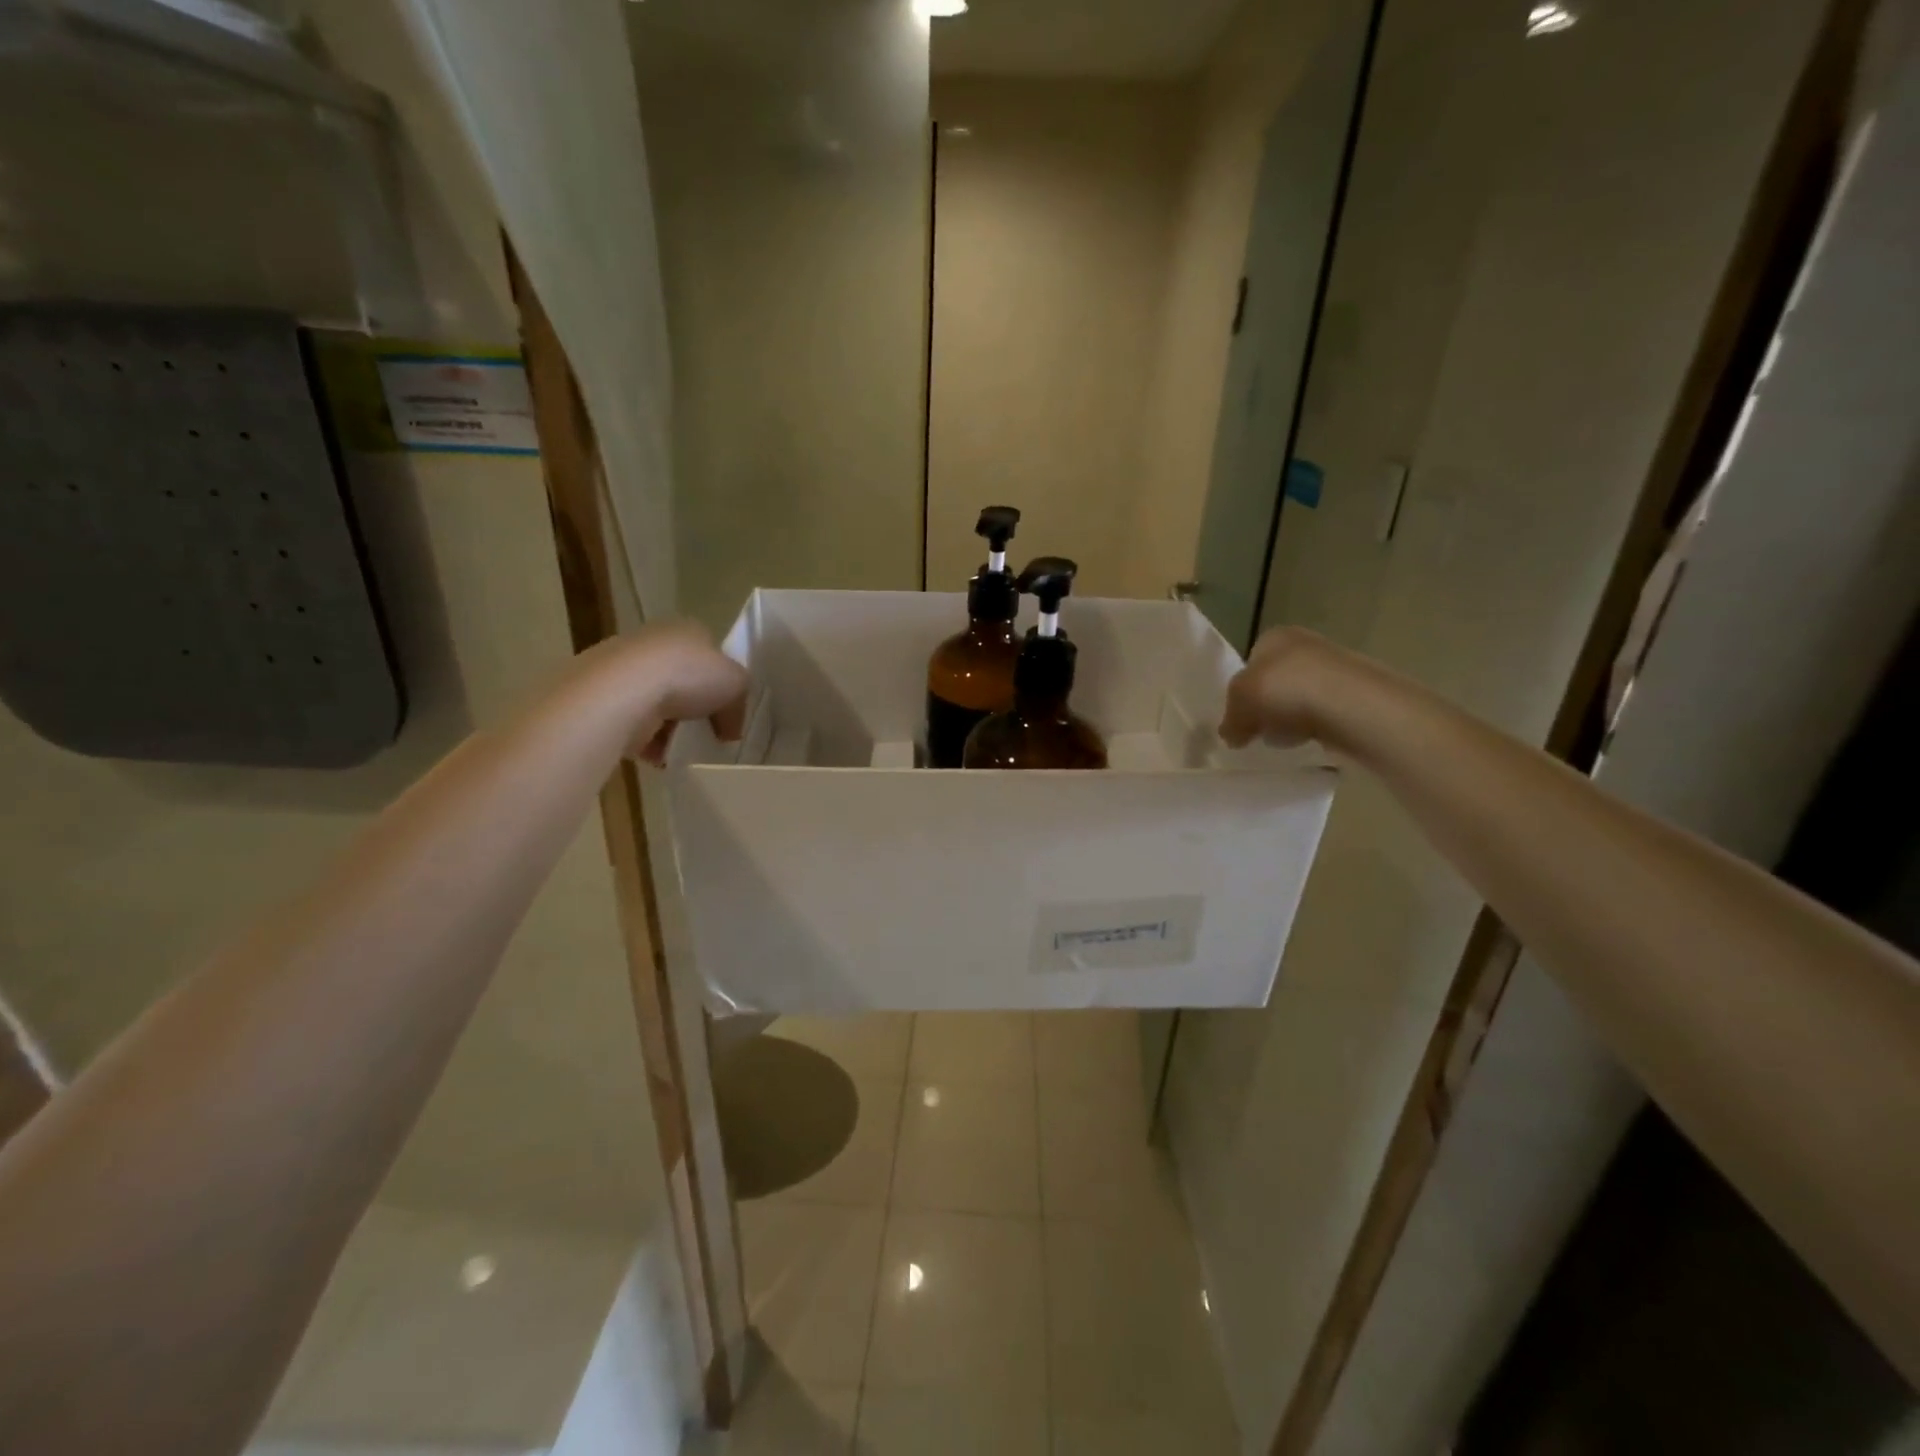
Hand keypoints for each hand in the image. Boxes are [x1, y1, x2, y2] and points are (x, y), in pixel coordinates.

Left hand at [579, 623, 748, 764]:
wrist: (624, 692)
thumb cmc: (687, 675)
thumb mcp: (737, 684)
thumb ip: (739, 704)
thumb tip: (730, 729)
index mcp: (688, 630)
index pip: (711, 655)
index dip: (722, 683)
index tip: (729, 711)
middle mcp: (654, 643)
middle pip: (683, 680)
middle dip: (694, 708)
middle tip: (708, 732)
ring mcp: (624, 668)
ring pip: (658, 704)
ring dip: (671, 727)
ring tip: (683, 747)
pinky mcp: (604, 697)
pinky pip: (635, 723)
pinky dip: (647, 741)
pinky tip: (659, 755)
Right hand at [1220, 626, 1340, 749]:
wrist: (1352, 706)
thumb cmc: (1286, 691)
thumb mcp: (1240, 703)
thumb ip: (1230, 718)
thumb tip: (1229, 734)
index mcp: (1275, 636)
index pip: (1251, 661)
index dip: (1242, 691)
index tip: (1241, 716)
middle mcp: (1306, 643)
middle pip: (1276, 680)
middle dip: (1267, 705)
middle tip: (1259, 730)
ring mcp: (1336, 667)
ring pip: (1301, 696)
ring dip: (1291, 717)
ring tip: (1286, 739)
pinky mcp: (1357, 694)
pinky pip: (1325, 712)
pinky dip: (1316, 725)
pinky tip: (1312, 739)